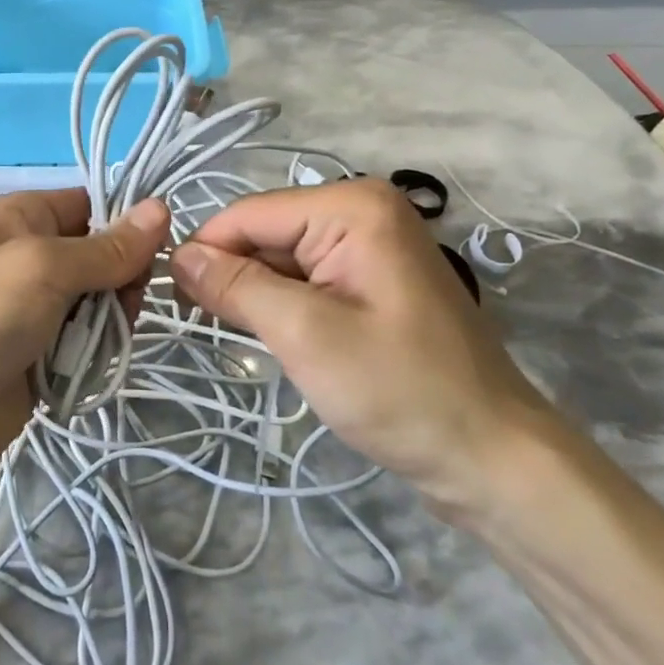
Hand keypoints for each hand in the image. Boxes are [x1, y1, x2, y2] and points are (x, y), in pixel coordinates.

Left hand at [0, 189, 168, 503]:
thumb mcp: (41, 268)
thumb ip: (105, 247)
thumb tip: (162, 207)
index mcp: (18, 218)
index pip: (88, 203)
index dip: (126, 220)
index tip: (161, 247)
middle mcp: (27, 257)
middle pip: (99, 254)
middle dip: (122, 277)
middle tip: (127, 303)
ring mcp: (33, 310)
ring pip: (98, 301)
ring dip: (110, 319)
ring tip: (105, 339)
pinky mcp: (40, 356)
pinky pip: (86, 343)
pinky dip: (95, 352)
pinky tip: (94, 364)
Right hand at [169, 179, 552, 519]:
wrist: (492, 459)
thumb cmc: (400, 390)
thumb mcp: (305, 334)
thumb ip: (236, 286)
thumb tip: (177, 255)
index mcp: (352, 205)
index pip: (250, 213)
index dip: (205, 251)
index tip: (171, 299)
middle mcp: (361, 209)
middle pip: (266, 233)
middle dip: (233, 275)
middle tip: (202, 326)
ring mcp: (370, 244)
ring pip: (281, 258)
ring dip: (256, 295)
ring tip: (241, 337)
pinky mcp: (370, 279)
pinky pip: (306, 278)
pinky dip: (282, 305)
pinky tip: (277, 338)